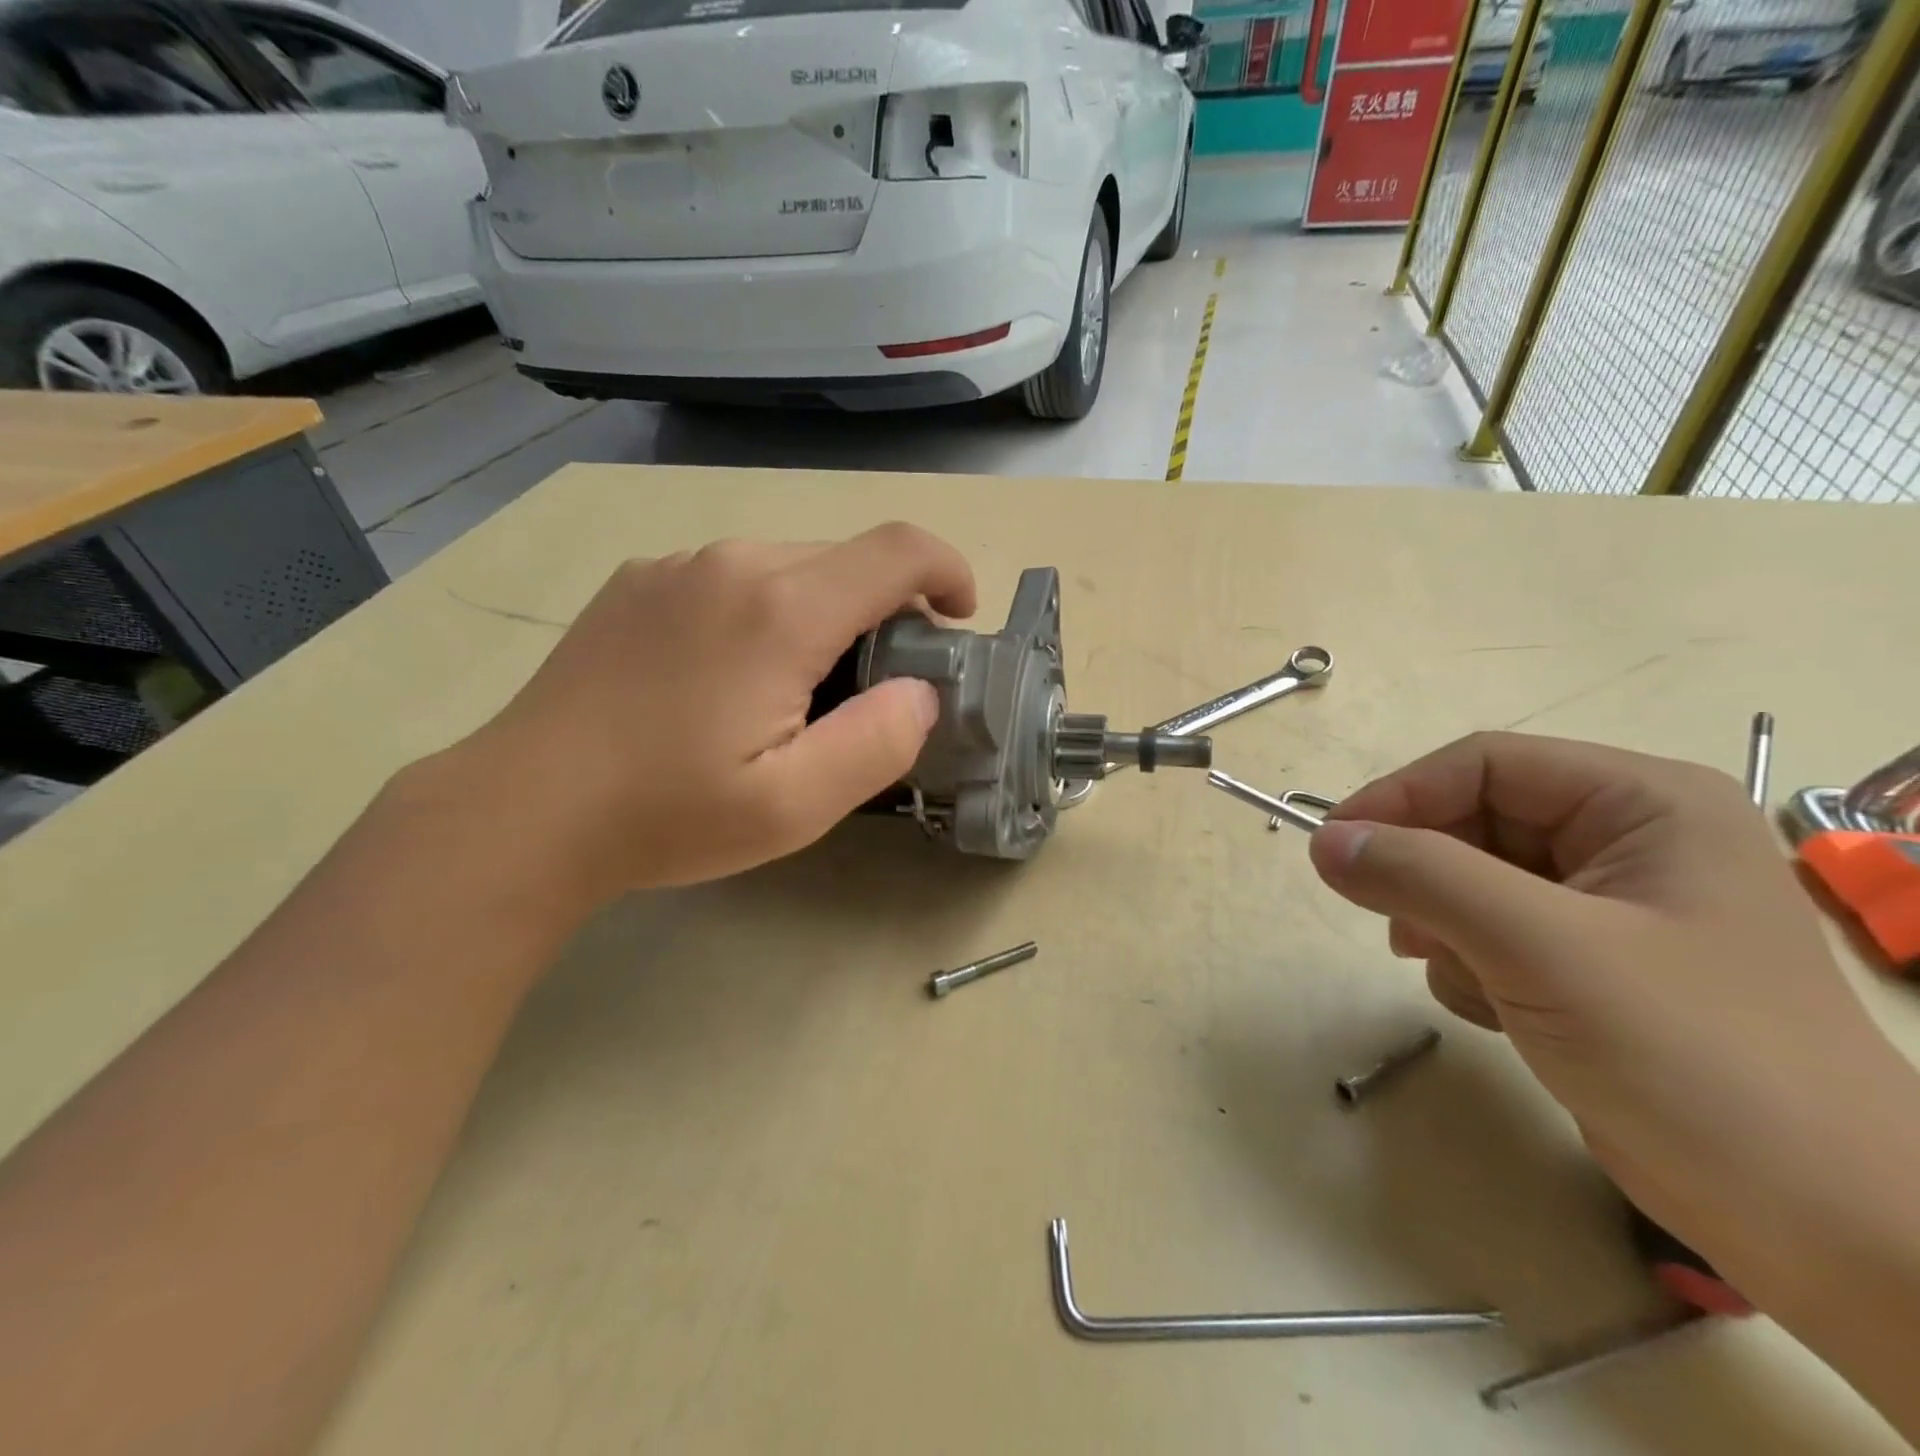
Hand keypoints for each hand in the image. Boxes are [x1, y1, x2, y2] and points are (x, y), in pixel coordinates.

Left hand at [454, 524, 974, 905]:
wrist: (525, 810)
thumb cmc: (668, 814)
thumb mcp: (796, 805)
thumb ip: (879, 741)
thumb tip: (919, 691)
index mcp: (781, 609)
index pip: (898, 550)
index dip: (947, 572)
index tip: (957, 619)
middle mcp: (733, 562)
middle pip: (845, 560)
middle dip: (885, 611)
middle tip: (875, 689)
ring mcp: (677, 566)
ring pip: (789, 566)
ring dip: (824, 614)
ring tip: (800, 692)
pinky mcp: (639, 582)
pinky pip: (734, 577)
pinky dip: (767, 612)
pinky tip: (730, 678)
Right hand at [1306, 732, 1910, 1288]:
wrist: (1818, 1224)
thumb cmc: (1692, 1057)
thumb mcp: (1540, 948)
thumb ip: (1422, 877)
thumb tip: (1324, 842)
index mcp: (1642, 803)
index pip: (1483, 764)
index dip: (1399, 796)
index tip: (1332, 846)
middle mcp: (1626, 838)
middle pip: (1473, 821)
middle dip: (1428, 877)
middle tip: (1398, 929)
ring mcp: (1608, 903)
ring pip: (1469, 879)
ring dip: (1444, 926)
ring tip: (1465, 980)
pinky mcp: (1588, 961)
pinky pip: (1488, 930)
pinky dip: (1468, 964)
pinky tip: (1493, 1010)